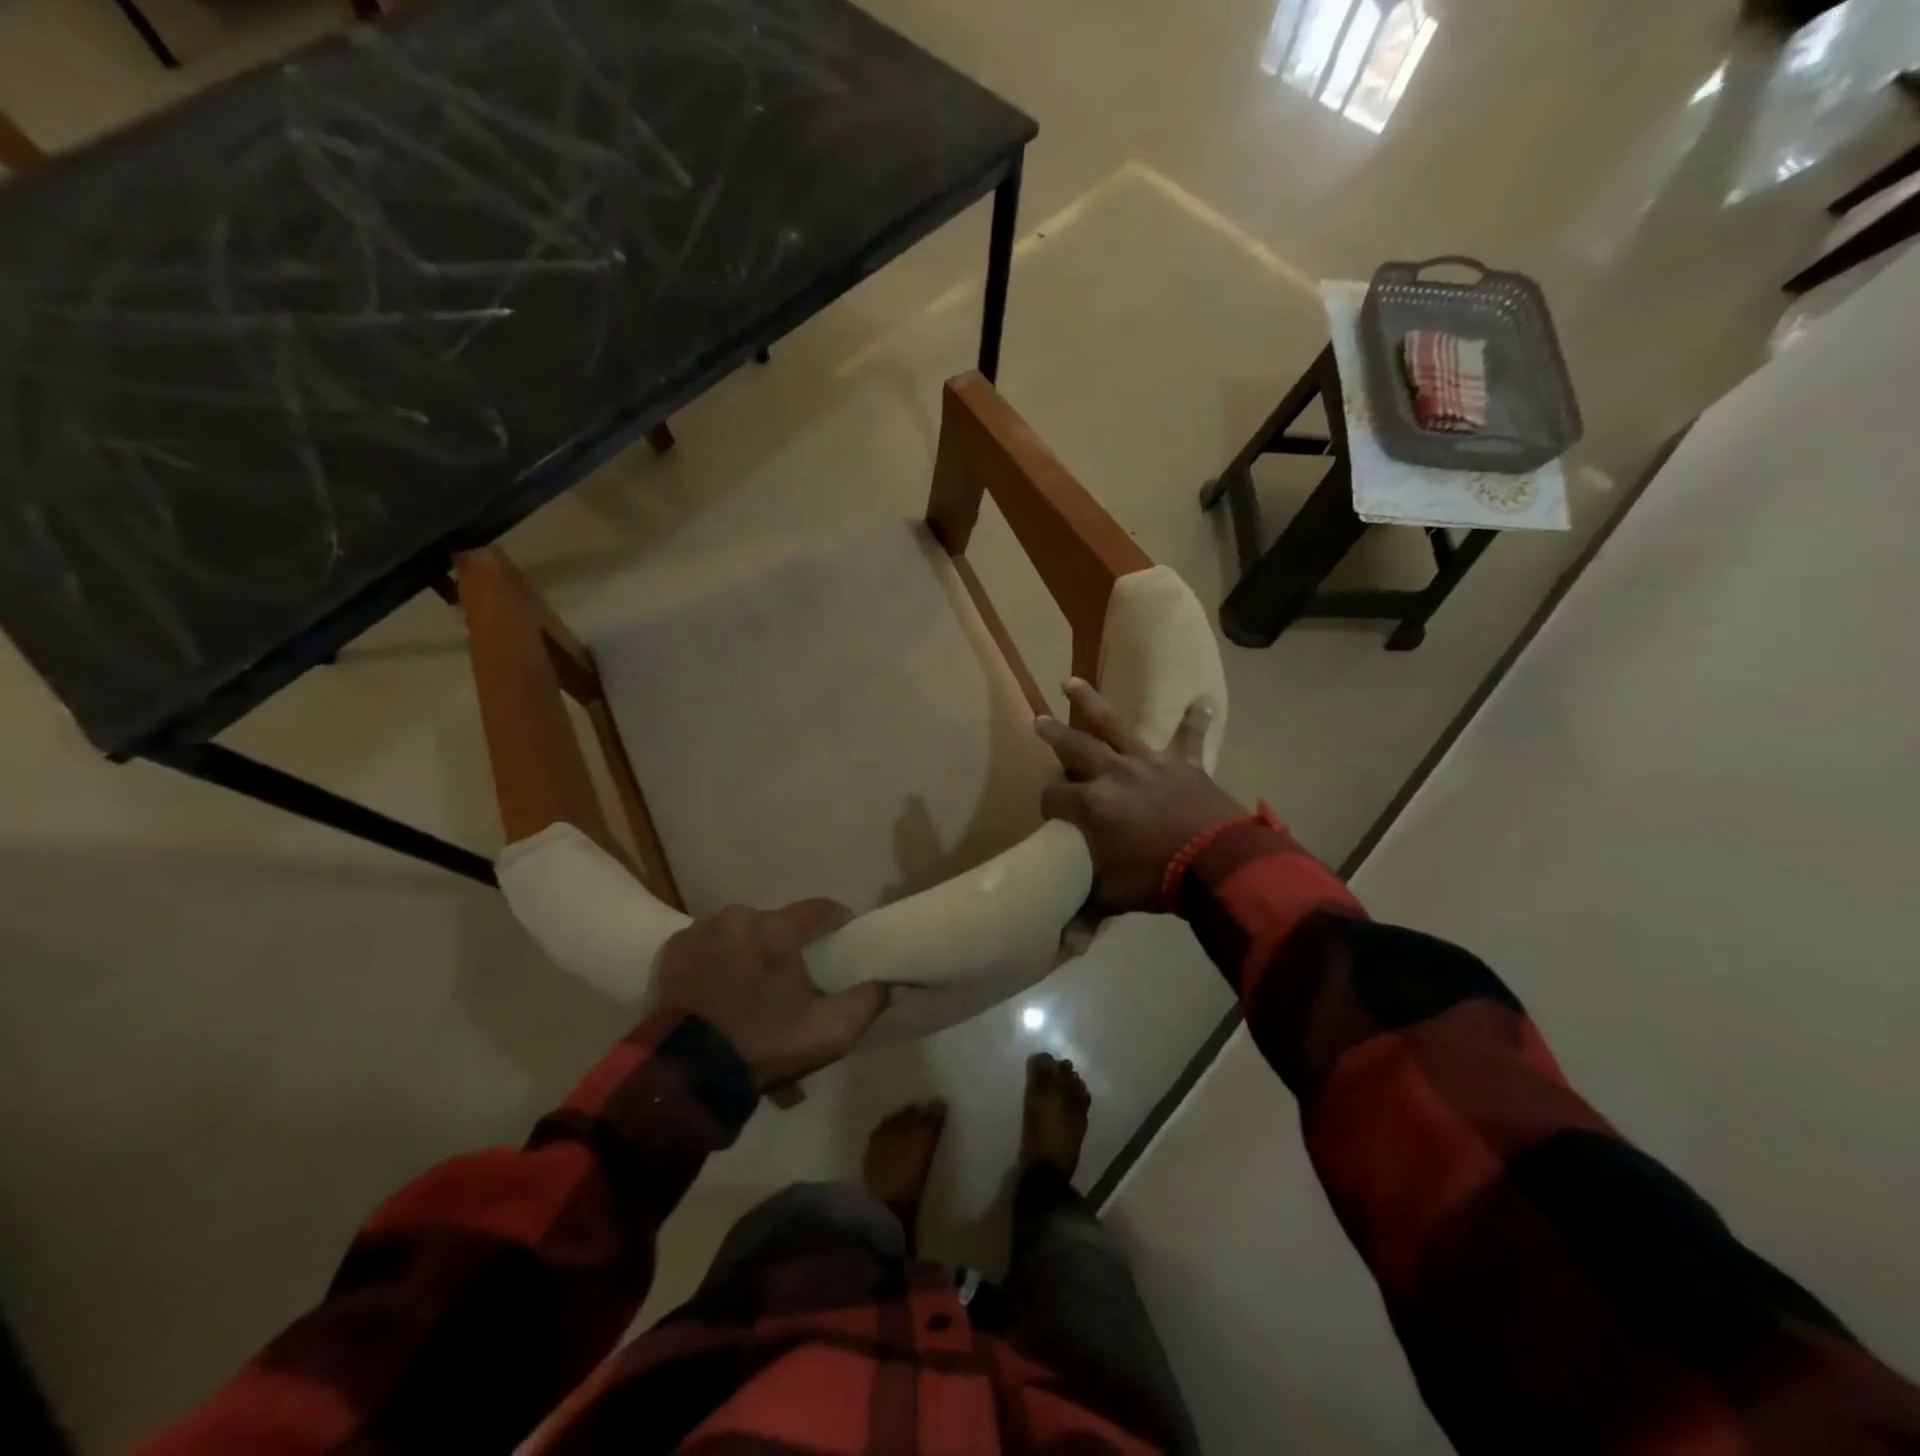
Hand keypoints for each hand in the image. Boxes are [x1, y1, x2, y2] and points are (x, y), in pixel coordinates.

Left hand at [650, 900, 885, 1090]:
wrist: (683, 1076)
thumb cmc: (762, 1047)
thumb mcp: (829, 1033)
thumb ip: (867, 1001)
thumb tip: (888, 982)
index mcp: (777, 930)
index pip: (821, 909)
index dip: (836, 923)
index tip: (842, 943)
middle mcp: (739, 917)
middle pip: (777, 923)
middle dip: (787, 945)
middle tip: (790, 980)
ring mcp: (700, 930)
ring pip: (741, 932)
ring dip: (750, 951)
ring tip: (749, 988)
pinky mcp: (672, 949)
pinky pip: (707, 944)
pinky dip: (716, 960)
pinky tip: (717, 990)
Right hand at [1036, 678, 1246, 922]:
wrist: (1217, 863)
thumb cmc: (1157, 879)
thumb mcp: (1114, 897)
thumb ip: (1086, 914)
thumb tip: (1067, 947)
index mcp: (1091, 804)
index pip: (1054, 796)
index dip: (1048, 804)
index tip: (1050, 814)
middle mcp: (1113, 774)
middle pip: (1075, 747)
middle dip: (1053, 735)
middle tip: (1037, 721)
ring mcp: (1149, 763)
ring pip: (1116, 726)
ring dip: (1092, 703)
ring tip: (1071, 682)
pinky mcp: (1184, 764)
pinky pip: (1189, 737)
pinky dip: (1195, 720)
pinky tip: (1203, 700)